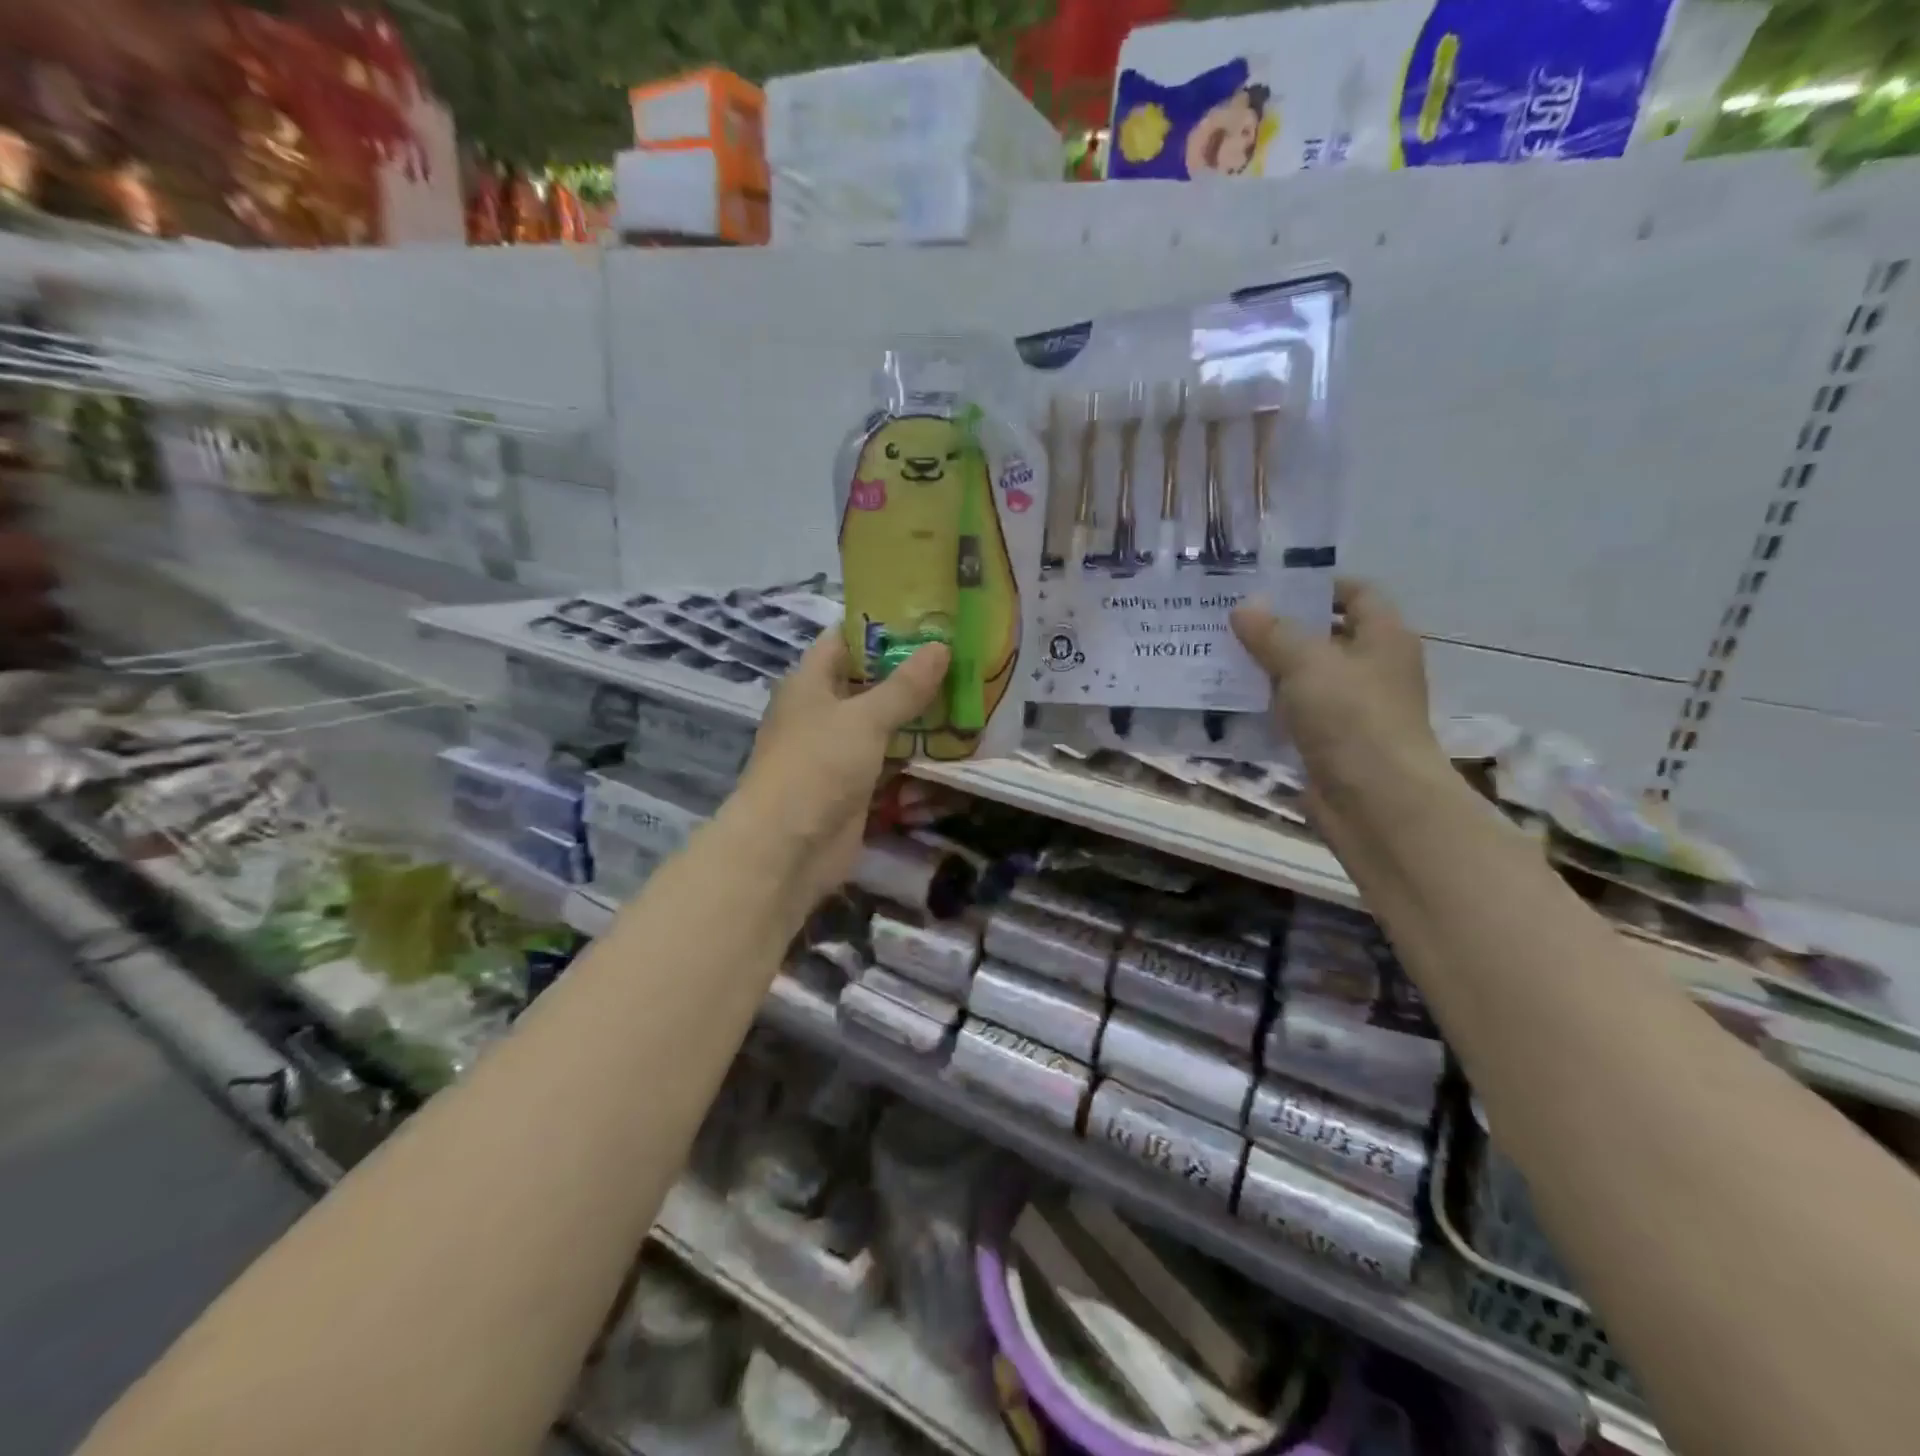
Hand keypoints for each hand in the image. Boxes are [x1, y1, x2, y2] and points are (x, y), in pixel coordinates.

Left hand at [730, 631, 948, 906]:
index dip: (882, 628)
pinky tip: (953, 745)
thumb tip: (941, 646)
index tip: (928, 620)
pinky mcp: (854, 787)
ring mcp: (837, 752)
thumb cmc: (818, 765)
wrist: (789, 847)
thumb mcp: (864, 718)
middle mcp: (821, 712)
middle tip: (961, 660)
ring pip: (883, 725)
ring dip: (918, 717)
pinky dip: (915, 756)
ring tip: (968, 697)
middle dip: (911, 675)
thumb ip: (905, 686)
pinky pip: (889, 762)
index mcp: (810, 683)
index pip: (845, 640)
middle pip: (869, 683)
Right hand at [1231, 578, 1441, 809]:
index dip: (1317, 585)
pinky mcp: (1329, 742)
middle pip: (1324, 636)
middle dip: (1279, 628)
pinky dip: (1266, 708)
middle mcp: (1371, 668)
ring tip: (1219, 657)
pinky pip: (1292, 715)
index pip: (1357, 593)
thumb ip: (1272, 632)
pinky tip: (1229, 702)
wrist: (1375, 801)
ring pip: (1303, 678)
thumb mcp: (1306, 663)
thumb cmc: (1351, 717)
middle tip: (1230, 621)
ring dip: (1266, 670)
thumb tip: (1244, 607)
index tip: (1270, 586)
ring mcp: (1351, 709)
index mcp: (1383, 638)